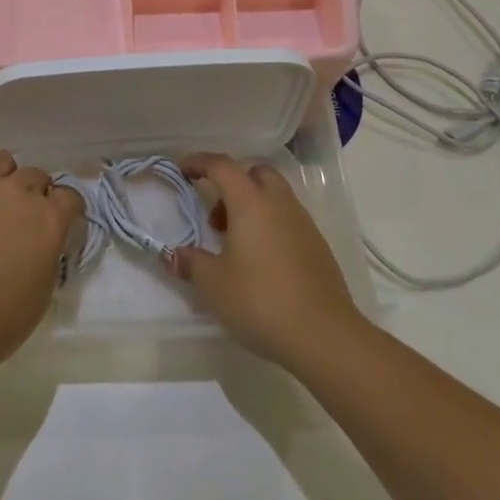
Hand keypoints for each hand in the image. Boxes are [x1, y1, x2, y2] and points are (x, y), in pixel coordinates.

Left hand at [0, 147, 81, 382]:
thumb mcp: (42, 293)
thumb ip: (46, 257)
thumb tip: (40, 245)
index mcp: (47, 218)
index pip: (69, 196)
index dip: (68, 207)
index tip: (64, 220)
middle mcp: (15, 193)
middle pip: (35, 174)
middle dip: (37, 190)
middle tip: (29, 214)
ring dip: (2, 172)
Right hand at [169, 153, 362, 369]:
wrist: (324, 337)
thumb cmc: (261, 301)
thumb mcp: (213, 285)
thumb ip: (191, 263)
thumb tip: (174, 255)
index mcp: (252, 203)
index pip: (223, 166)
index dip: (199, 162)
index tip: (182, 170)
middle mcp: (280, 205)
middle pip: (256, 174)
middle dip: (233, 183)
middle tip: (214, 214)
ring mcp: (304, 225)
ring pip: (275, 197)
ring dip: (252, 207)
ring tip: (233, 244)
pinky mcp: (318, 248)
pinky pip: (288, 221)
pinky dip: (269, 227)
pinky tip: (259, 262)